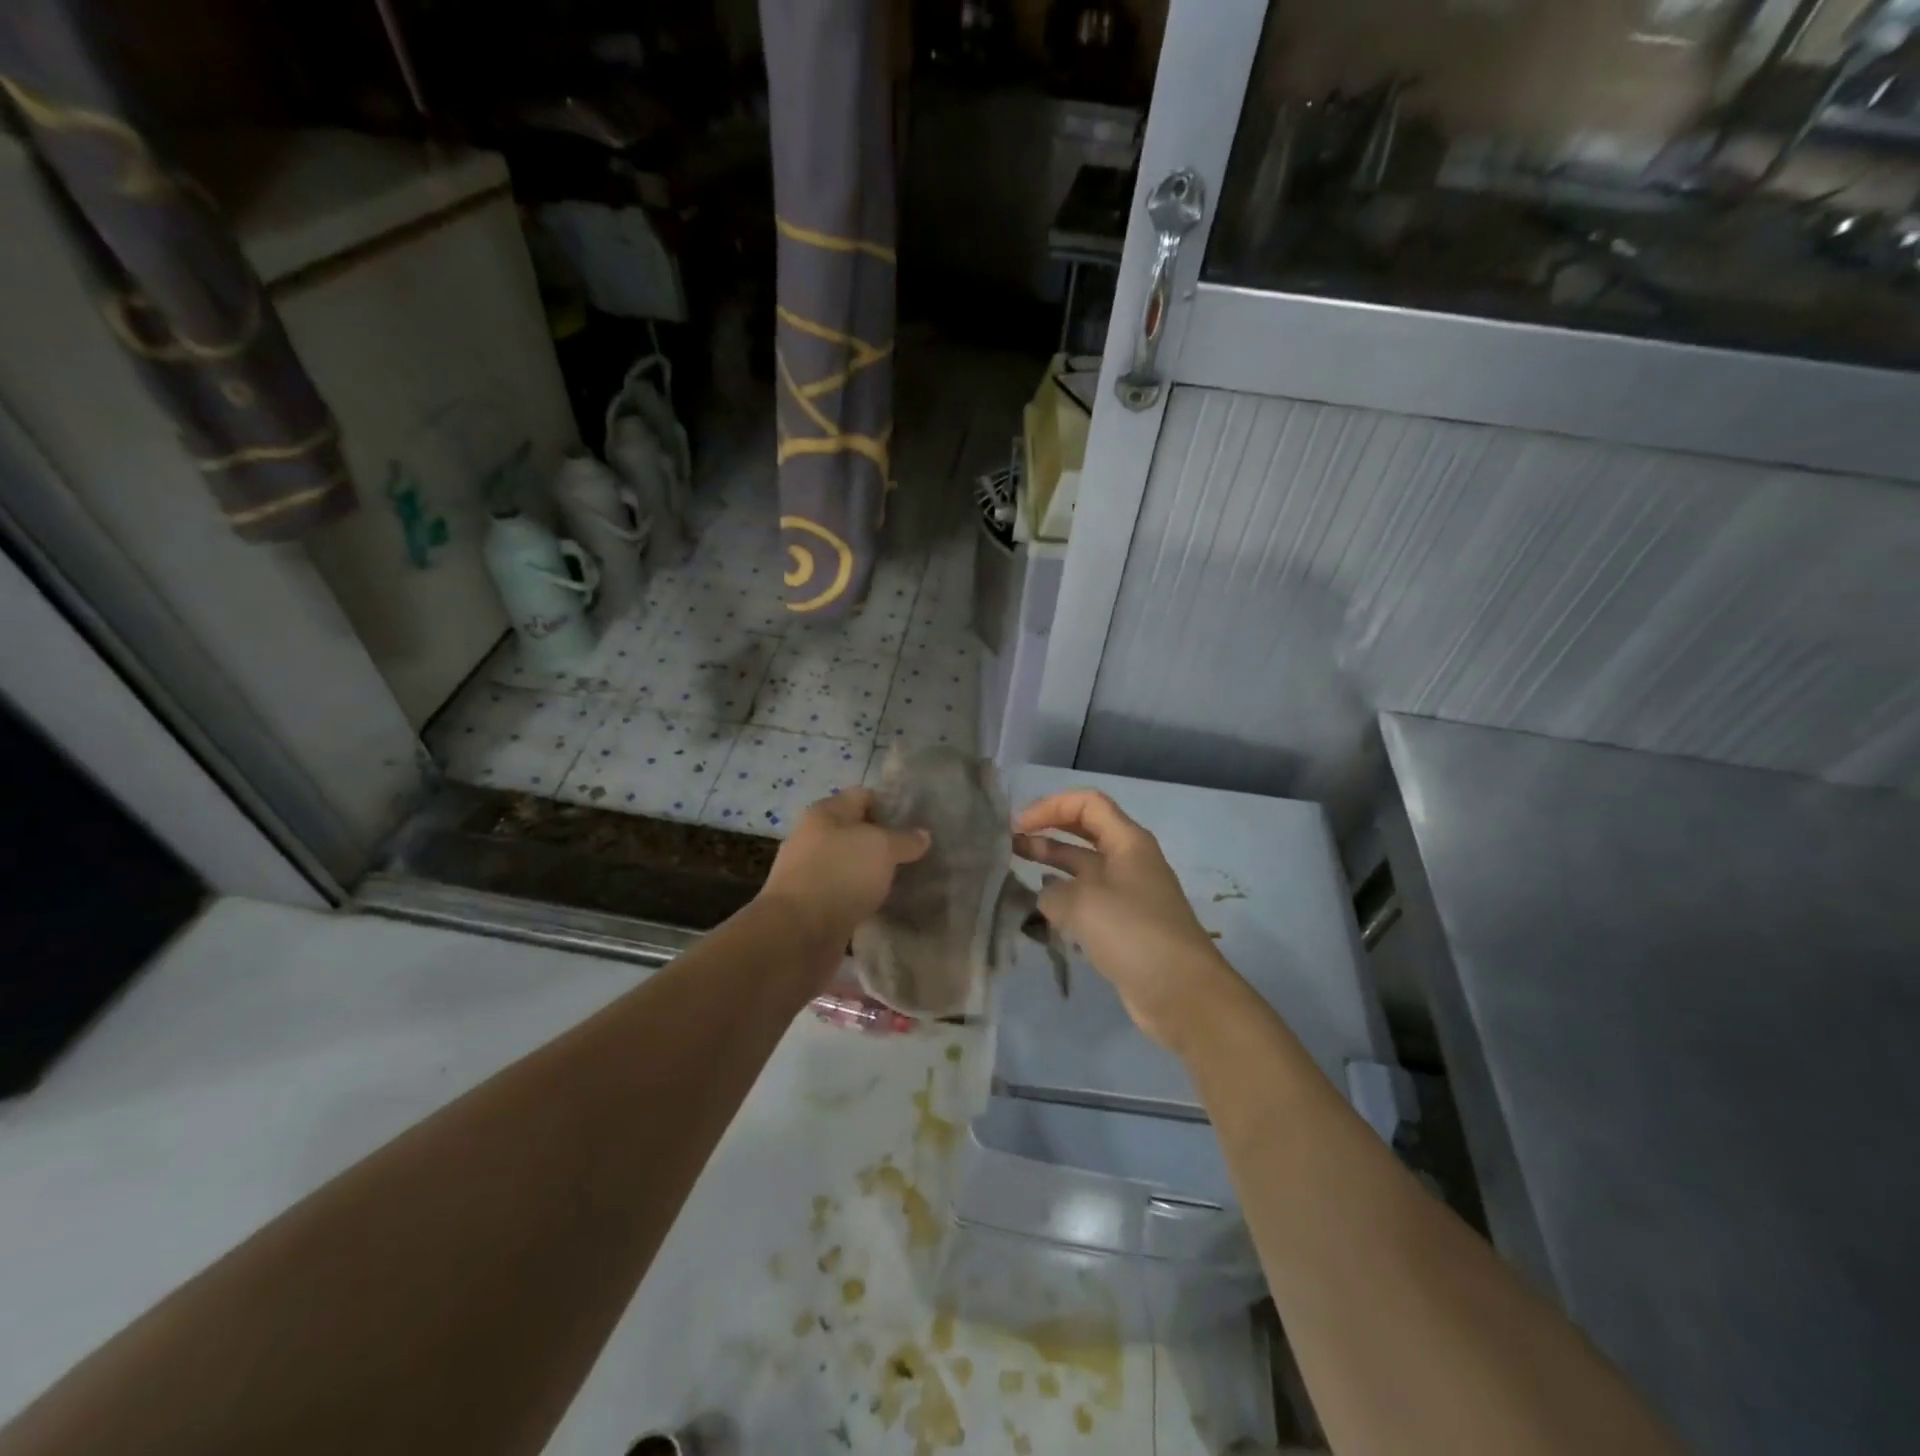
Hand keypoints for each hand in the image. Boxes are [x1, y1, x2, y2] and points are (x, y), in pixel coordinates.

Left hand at [757, 787, 930, 956]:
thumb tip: (923, 835)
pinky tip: (885, 905)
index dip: (890, 805)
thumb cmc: (840, 874)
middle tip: (917, 854)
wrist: (797, 933)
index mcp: (825, 813)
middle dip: (884, 841)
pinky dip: (863, 896)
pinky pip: (844, 892)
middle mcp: (813, 837)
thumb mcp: (882, 848)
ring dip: (874, 872)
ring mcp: (810, 872)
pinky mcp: (811, 905)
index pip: (862, 796)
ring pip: (851, 864)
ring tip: (906, 880)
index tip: (918, 823)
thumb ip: (905, 839)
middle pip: (855, 831)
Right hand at [1015, 789, 1237, 1047]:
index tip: (1019, 826)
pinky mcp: (1123, 926)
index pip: (1086, 803)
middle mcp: (1129, 861)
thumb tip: (1047, 897)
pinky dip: (1063, 900)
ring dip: (1051, 865)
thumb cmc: (1134, 934)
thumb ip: (1053, 893)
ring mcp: (1127, 895)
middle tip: (1009, 843)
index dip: (1050, 806)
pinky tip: (1039, 911)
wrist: (1181, 993)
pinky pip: (1087, 901)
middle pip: (1084, 832)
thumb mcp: (1083, 903)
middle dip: (1047, 832)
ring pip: (1083, 869)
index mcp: (1128, 841)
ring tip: (1014, 871)